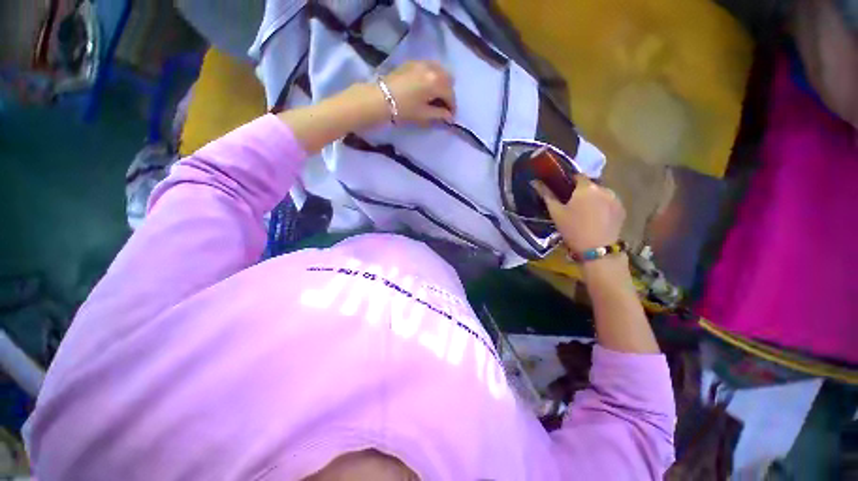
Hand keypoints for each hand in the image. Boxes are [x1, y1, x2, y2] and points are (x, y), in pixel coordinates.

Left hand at [381, 61, 455, 125]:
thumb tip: (449, 116)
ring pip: (440, 70)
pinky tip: (427, 86)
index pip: (451, 94)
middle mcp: (432, 69)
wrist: (381, 98)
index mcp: (436, 82)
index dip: (452, 107)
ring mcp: (422, 63)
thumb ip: (439, 114)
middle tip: (443, 106)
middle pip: (448, 79)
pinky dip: (433, 75)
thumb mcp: (424, 115)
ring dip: (442, 82)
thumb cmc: (404, 109)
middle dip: (448, 93)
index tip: (450, 117)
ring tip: (436, 95)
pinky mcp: (413, 62)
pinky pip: (430, 66)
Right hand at [531, 175, 624, 253]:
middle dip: (581, 192)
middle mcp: (603, 188)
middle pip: (589, 185)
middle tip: (571, 205)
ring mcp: (615, 199)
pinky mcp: (622, 210)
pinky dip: (602, 207)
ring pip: (600, 194)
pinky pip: (609, 203)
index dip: (569, 181)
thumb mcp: (556, 212)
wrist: (596, 249)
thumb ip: (546, 195)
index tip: (562, 190)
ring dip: (592, 199)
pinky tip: (595, 219)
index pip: (577, 175)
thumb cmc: (572, 229)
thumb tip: (535, 182)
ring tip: (584, 213)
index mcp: (586, 187)